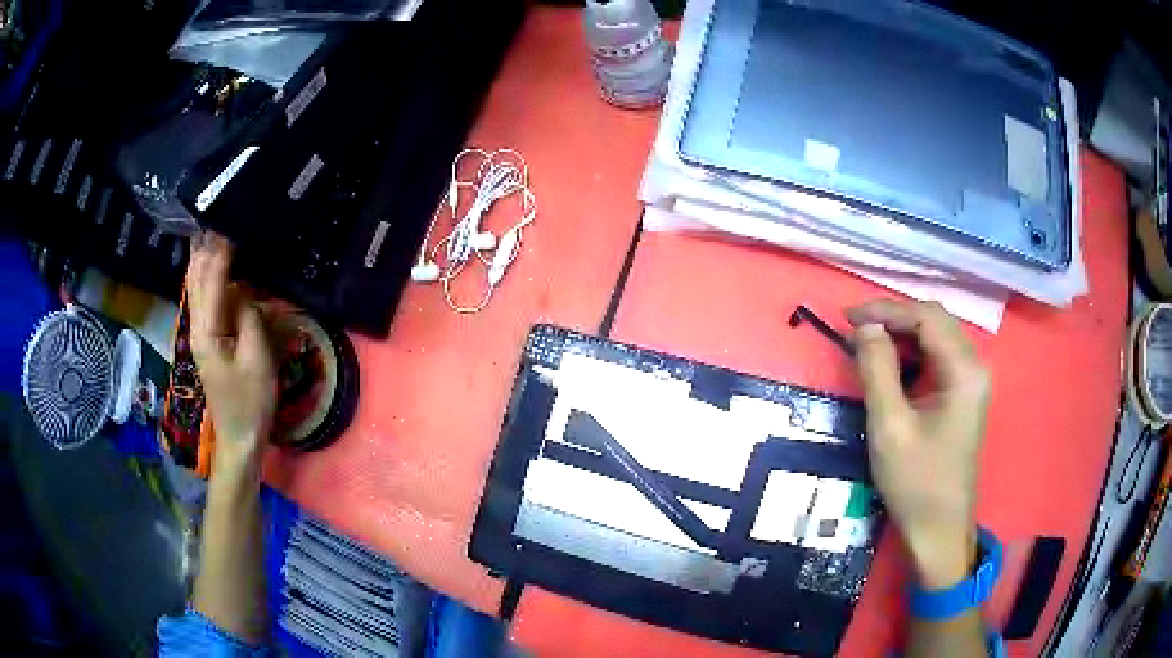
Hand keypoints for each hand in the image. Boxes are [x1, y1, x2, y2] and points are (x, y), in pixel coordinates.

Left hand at [187, 232, 275, 466]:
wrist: (239, 438)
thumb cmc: (250, 402)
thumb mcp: (257, 361)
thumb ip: (250, 320)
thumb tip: (245, 293)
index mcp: (208, 331)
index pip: (213, 280)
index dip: (220, 251)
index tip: (228, 222)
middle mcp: (197, 328)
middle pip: (195, 279)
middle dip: (203, 249)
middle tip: (211, 217)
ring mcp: (199, 335)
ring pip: (194, 289)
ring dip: (199, 260)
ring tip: (204, 233)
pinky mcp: (206, 342)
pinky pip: (201, 301)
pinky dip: (203, 279)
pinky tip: (206, 269)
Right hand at [847, 300, 988, 588]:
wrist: (938, 529)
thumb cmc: (915, 482)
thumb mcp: (889, 426)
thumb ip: (877, 369)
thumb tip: (865, 328)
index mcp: (964, 371)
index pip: (926, 317)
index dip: (886, 310)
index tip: (848, 317)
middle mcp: (974, 367)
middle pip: (935, 321)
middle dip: (894, 318)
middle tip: (855, 329)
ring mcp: (972, 381)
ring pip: (937, 337)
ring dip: (902, 334)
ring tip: (867, 344)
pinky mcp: (964, 395)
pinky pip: (939, 358)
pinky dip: (913, 353)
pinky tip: (891, 365)